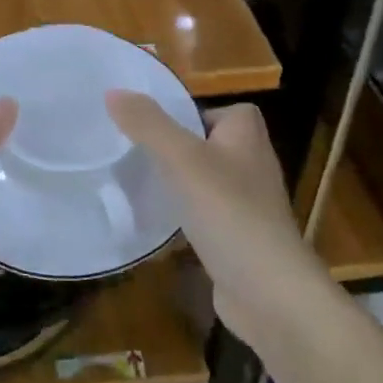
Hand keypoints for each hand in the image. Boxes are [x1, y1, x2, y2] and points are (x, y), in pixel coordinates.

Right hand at [106, 91, 316, 350]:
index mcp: (248, 138)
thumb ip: (148, 125)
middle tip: (138, 151)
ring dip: (179, 184)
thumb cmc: (229, 213)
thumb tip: (113, 91)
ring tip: (140, 184)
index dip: (195, 112)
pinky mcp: (239, 240)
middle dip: (178, 148)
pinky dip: (185, 219)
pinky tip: (159, 224)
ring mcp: (248, 206)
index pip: (228, 110)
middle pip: (212, 145)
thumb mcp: (182, 160)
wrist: (268, 292)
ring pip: (206, 182)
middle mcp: (253, 166)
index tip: (158, 124)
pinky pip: (206, 217)